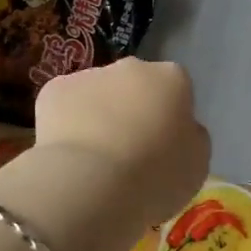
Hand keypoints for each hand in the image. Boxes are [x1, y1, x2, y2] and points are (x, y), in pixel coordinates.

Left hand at [0, 59, 210, 250]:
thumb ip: (191, 137)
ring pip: (97, 93)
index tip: (163, 146)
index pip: (176, 89)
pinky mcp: (54, 89)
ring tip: (94, 160)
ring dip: (97, 115)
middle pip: (135, 85)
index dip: (170, 117)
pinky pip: (64, 105)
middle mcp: (131, 67)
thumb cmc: (155, 176)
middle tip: (128, 152)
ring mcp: (90, 74)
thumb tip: (180, 128)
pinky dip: (65, 124)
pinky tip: (68, 155)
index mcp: (172, 78)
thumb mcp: (196, 164)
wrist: (91, 184)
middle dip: (132, 109)